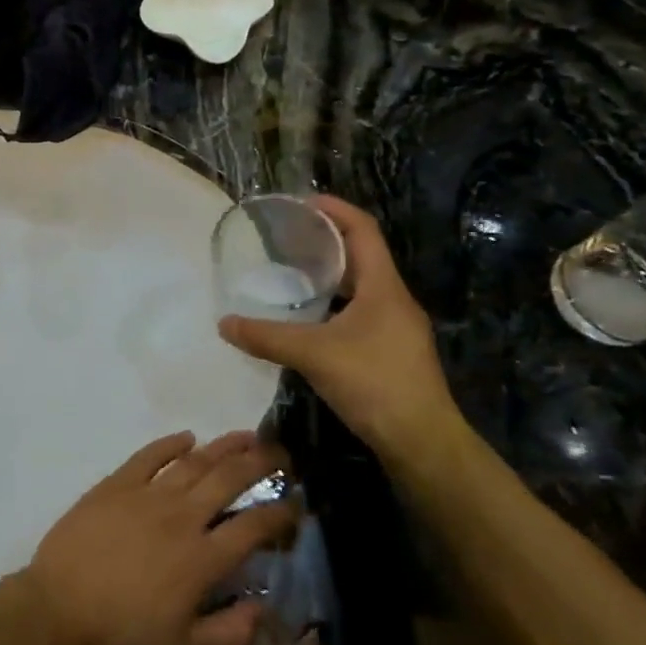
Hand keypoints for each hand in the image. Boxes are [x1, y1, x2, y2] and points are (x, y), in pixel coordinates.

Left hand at [22, 430, 297, 644]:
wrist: (59, 610)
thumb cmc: (122, 635)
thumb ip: (229, 632)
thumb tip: (265, 609)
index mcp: (202, 559)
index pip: (253, 528)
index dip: (280, 513)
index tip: (295, 502)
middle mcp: (181, 517)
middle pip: (228, 481)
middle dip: (258, 464)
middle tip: (279, 453)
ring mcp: (147, 495)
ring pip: (194, 462)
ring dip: (223, 446)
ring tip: (245, 436)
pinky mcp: (116, 484)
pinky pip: (149, 456)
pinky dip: (169, 444)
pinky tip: (186, 437)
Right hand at [218, 196, 461, 463]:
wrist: (422, 442)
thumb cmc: (374, 383)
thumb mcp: (313, 355)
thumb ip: (267, 337)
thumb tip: (224, 324)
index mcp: (383, 287)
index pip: (363, 230)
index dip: (335, 209)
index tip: (301, 202)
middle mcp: (394, 299)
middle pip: (361, 255)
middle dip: (327, 240)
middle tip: (287, 237)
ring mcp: (396, 327)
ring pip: (361, 286)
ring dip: (330, 275)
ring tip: (292, 272)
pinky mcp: (392, 350)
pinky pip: (360, 311)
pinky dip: (334, 304)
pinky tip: (308, 319)